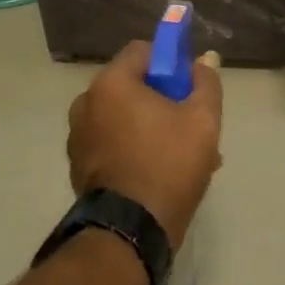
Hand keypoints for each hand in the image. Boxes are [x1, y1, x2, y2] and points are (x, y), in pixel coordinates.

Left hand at [67, 41, 223, 248]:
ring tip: (178, 155)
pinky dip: (131, 147)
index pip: (141, 51)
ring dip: (148, 125)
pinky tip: (157, 173)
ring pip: (121, 117)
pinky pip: (110, 142)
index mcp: (111, 83)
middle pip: (131, 85)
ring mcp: (78, 137)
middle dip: (161, 99)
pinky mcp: (77, 166)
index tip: (187, 87)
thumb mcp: (203, 120)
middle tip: (188, 124)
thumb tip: (205, 60)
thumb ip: (206, 83)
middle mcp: (86, 103)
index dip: (169, 62)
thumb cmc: (168, 164)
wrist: (131, 233)